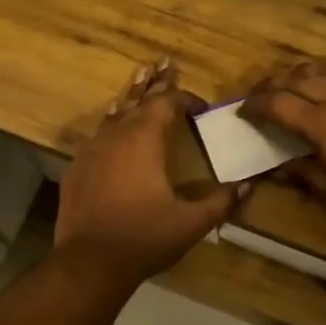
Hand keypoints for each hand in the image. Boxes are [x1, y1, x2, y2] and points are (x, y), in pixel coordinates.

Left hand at [56, 61, 237, 283]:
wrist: (89, 262)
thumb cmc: (144, 238)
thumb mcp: (191, 222)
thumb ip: (221, 201)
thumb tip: (249, 185)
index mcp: (144, 139)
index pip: (167, 104)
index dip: (185, 99)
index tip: (201, 107)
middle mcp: (116, 135)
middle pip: (139, 99)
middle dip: (156, 82)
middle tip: (166, 62)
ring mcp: (91, 149)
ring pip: (115, 113)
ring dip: (131, 97)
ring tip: (140, 77)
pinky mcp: (77, 168)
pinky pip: (98, 135)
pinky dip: (111, 124)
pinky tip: (113, 127)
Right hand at [239, 59, 325, 240]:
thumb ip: (303, 174)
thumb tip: (275, 169)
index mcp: (323, 124)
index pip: (277, 104)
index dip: (256, 105)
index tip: (245, 110)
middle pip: (299, 78)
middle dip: (274, 83)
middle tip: (263, 93)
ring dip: (308, 71)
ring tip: (298, 79)